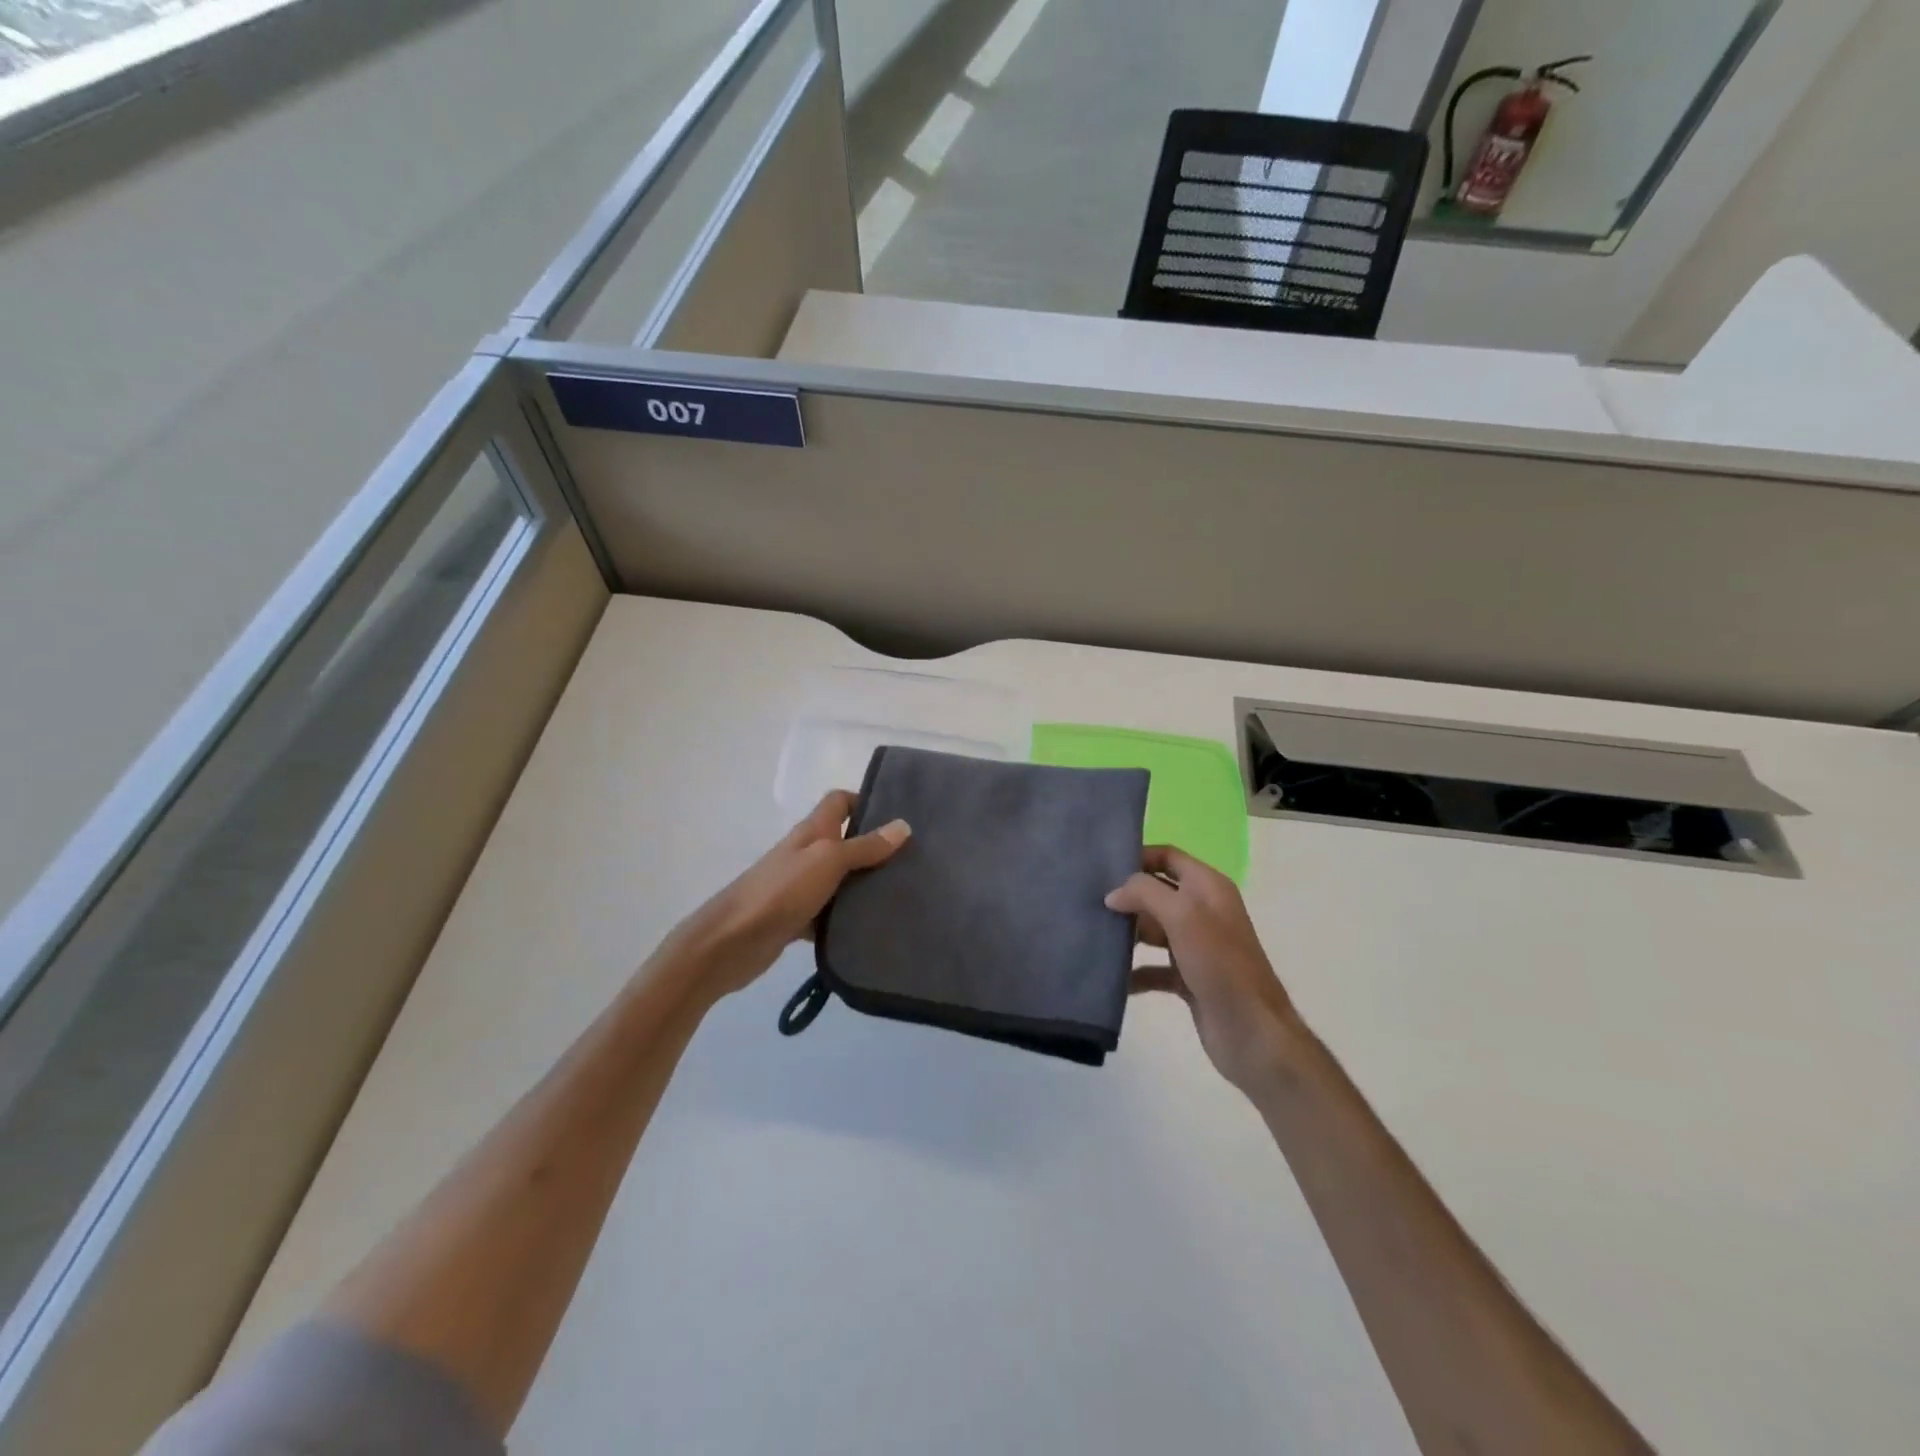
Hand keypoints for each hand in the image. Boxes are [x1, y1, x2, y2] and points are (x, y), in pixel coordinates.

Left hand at [666, 791, 910, 1001]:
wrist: (731, 942)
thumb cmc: (781, 891)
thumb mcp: (828, 861)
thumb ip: (865, 846)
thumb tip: (904, 826)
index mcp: (812, 831)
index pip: (839, 802)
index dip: (866, 801)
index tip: (899, 816)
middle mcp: (807, 854)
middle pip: (845, 840)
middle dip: (876, 847)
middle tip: (915, 859)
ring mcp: (801, 887)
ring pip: (841, 879)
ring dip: (866, 885)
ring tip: (904, 893)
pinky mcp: (798, 919)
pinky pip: (831, 913)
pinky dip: (848, 918)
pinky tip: (874, 927)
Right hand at [1106, 846, 1299, 1094]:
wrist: (1252, 1033)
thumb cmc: (1220, 964)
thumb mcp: (1183, 916)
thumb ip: (1145, 893)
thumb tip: (1113, 894)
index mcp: (1209, 888)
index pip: (1168, 857)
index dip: (1138, 857)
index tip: (1102, 867)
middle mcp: (1203, 911)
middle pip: (1157, 892)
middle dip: (1127, 896)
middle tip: (1089, 901)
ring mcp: (1196, 946)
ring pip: (1153, 929)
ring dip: (1127, 931)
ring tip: (1093, 934)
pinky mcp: (1188, 978)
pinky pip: (1153, 967)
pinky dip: (1134, 970)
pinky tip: (1111, 977)